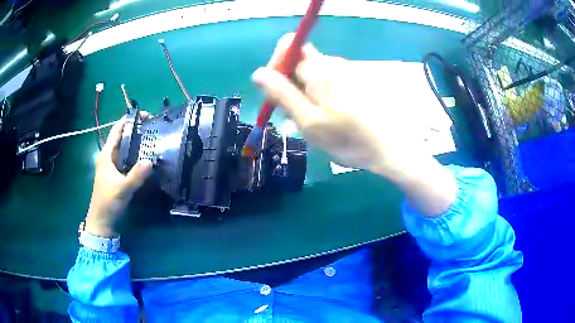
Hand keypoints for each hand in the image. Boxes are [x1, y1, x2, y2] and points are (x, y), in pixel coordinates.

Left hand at [85, 114, 152, 236]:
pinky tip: (146, 159)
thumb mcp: (122, 189)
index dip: (129, 120)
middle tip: (153, 128)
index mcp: (106, 155)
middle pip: (122, 138)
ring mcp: (112, 167)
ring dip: (137, 144)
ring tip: (153, 140)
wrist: (102, 221)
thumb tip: (151, 160)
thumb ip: (136, 175)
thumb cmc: (108, 202)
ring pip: (125, 149)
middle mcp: (109, 157)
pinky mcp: (116, 175)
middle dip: (136, 131)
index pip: (117, 130)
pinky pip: (127, 160)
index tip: (145, 116)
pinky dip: (136, 157)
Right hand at [253, 34, 427, 177]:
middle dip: (290, 82)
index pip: (289, 46)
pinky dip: (320, 94)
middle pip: (300, 60)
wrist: (390, 149)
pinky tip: (329, 116)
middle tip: (294, 113)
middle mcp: (334, 63)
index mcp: (320, 69)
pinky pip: (328, 80)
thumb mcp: (308, 121)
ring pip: (313, 72)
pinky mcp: (355, 81)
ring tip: (314, 120)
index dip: (277, 63)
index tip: (276, 90)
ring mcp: (347, 71)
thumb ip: (282, 94)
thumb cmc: (348, 140)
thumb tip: (258, 72)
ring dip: (305, 91)